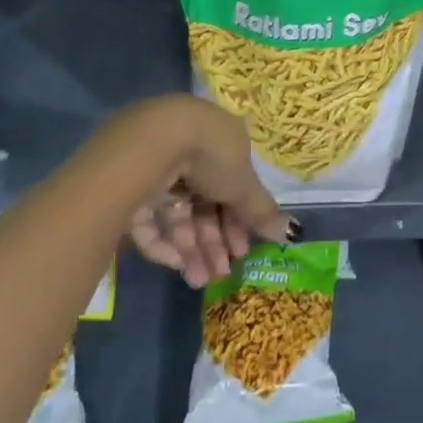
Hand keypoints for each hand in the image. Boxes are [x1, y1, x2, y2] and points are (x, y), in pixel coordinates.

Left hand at [118, 97, 292, 288]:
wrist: (155, 142)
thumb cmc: (211, 154)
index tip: (243, 249)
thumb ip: (262, 210)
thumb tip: (292, 232)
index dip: (239, 219)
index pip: (231, 185)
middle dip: (215, 240)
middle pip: (205, 203)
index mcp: (219, 141)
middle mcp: (189, 152)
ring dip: (192, 249)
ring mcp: (158, 170)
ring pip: (178, 215)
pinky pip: (150, 220)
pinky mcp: (129, 187)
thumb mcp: (244, 183)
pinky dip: (163, 243)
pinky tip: (176, 265)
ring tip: (199, 280)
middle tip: (221, 272)